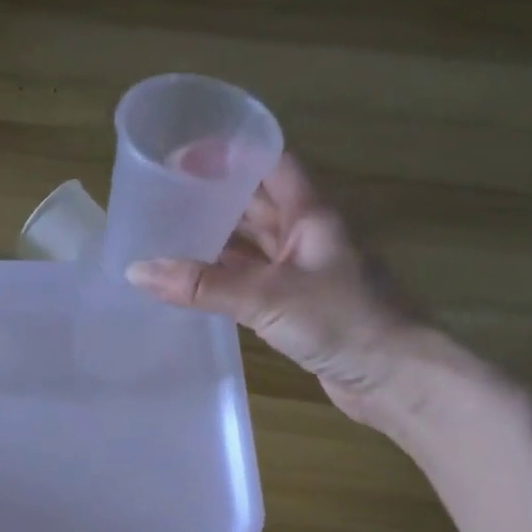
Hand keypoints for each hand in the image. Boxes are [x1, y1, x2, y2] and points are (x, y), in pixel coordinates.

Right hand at [125, 153, 434, 433]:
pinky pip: (252, 281)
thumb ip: (203, 286)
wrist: (395, 378)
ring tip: (166, 236)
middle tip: (162, 197)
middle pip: (257, 203)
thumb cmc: (342, 321)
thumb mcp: (267, 297)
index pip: (269, 164)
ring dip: (216, 240)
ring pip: (253, 245)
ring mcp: (303, 272)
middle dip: (214, 197)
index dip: (230, 154)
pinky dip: (224, 279)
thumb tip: (137, 270)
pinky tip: (193, 283)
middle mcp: (307, 235)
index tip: (183, 155)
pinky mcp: (297, 307)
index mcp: (311, 214)